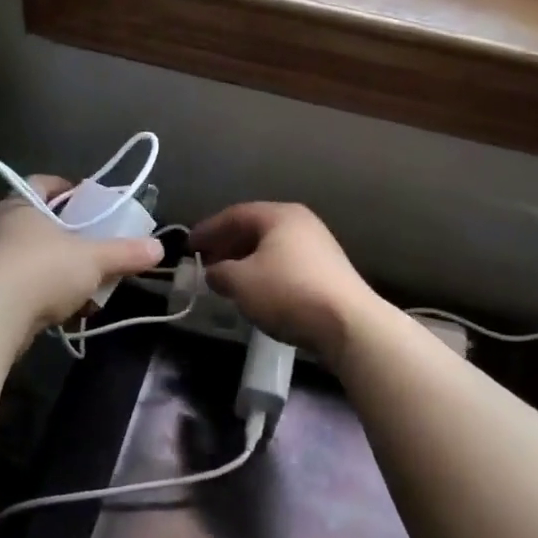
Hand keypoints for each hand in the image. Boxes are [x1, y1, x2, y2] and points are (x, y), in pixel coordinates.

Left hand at [0, 176, 164, 335]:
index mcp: (21, 204)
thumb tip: (159, 248)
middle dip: (69, 236)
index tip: (88, 200)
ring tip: (87, 285)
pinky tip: (67, 312)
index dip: (67, 188)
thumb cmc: (42, 269)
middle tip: (95, 246)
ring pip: (32, 258)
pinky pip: (23, 288)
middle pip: (40, 223)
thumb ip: (125, 253)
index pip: (43, 183)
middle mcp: (0, 227)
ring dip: (58, 270)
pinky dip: (45, 296)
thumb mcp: (93, 259)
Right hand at [190, 202, 380, 362]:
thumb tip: (213, 272)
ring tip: (226, 278)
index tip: (189, 245)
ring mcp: (318, 246)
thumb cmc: (288, 292)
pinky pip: (285, 263)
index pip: (234, 215)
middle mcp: (301, 223)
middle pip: (255, 228)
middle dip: (227, 244)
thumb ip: (219, 272)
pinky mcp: (328, 271)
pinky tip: (255, 290)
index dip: (208, 229)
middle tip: (205, 261)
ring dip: (245, 260)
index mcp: (279, 215)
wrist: (348, 323)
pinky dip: (264, 272)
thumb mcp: (241, 282)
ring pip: (271, 247)